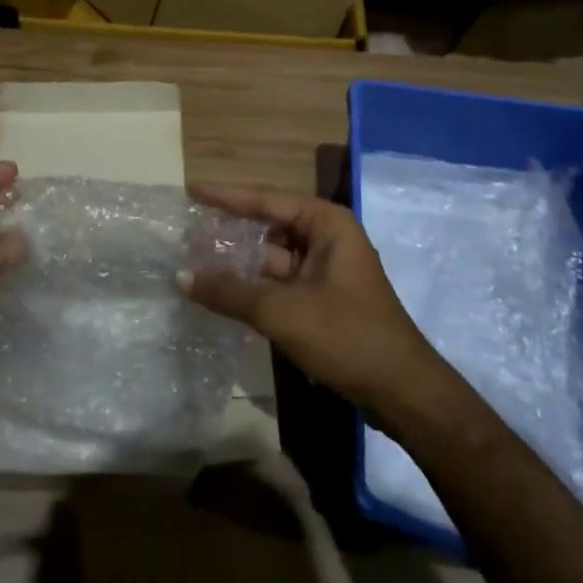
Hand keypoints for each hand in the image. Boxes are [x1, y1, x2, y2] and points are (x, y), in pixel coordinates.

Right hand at [180, 184, 445, 411]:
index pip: (267, 201)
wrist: (401, 392)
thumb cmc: (345, 335)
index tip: (192, 190)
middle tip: (187, 234)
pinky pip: (281, 284)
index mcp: (327, 225)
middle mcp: (329, 240)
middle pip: (269, 228)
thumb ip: (229, 291)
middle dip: (231, 233)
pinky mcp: (325, 301)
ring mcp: (328, 272)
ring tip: (195, 263)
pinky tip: (223, 294)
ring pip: (274, 259)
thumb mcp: (281, 311)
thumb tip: (180, 276)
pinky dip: (254, 287)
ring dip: (240, 264)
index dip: (227, 197)